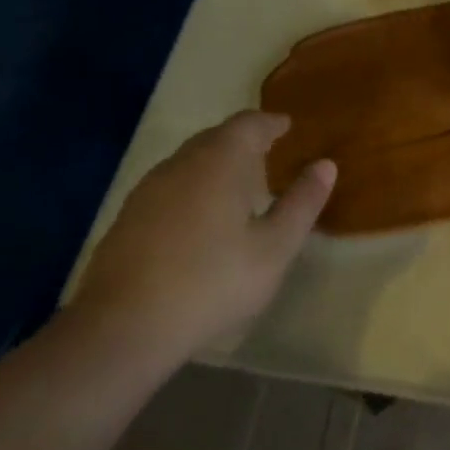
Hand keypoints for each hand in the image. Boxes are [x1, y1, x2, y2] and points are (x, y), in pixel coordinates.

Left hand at [70, 111, 335, 371]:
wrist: (123, 326)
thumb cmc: (213, 282)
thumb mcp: (274, 248)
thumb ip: (301, 203)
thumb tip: (325, 165)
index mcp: (221, 161)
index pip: (249, 123)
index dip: (271, 122)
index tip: (287, 126)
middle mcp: (182, 162)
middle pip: (217, 136)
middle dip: (244, 140)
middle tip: (269, 152)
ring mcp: (149, 188)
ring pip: (190, 160)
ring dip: (216, 163)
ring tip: (238, 184)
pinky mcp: (128, 215)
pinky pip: (170, 185)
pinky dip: (193, 186)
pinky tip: (200, 216)